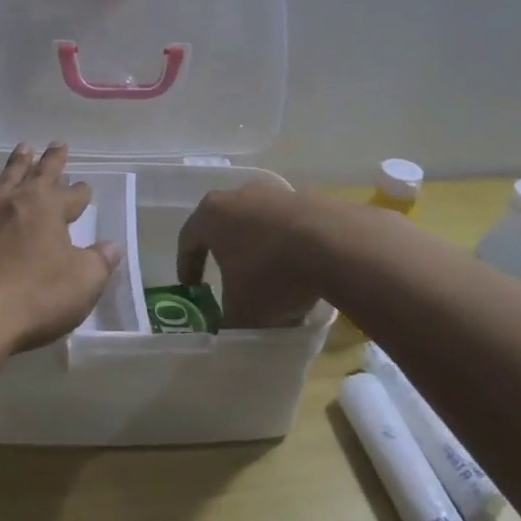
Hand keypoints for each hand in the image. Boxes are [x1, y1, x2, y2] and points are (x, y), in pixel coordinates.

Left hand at [0, 143, 119, 357]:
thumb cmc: (34, 300)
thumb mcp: (83, 284)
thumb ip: (99, 262)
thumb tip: (111, 246)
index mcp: (46, 209)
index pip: (70, 194)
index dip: (79, 192)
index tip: (84, 188)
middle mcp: (10, 202)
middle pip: (34, 175)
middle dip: (48, 162)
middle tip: (55, 146)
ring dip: (11, 167)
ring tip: (20, 151)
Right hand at [176, 183, 330, 328]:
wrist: (333, 244)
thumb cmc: (271, 274)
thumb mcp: (242, 311)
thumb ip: (228, 320)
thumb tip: (230, 327)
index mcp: (211, 215)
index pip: (188, 240)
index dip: (187, 266)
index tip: (192, 288)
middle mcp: (238, 195)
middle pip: (224, 225)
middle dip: (224, 253)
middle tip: (228, 277)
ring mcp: (274, 193)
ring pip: (257, 224)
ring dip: (259, 248)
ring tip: (270, 278)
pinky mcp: (306, 197)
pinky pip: (287, 225)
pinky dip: (287, 245)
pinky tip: (300, 269)